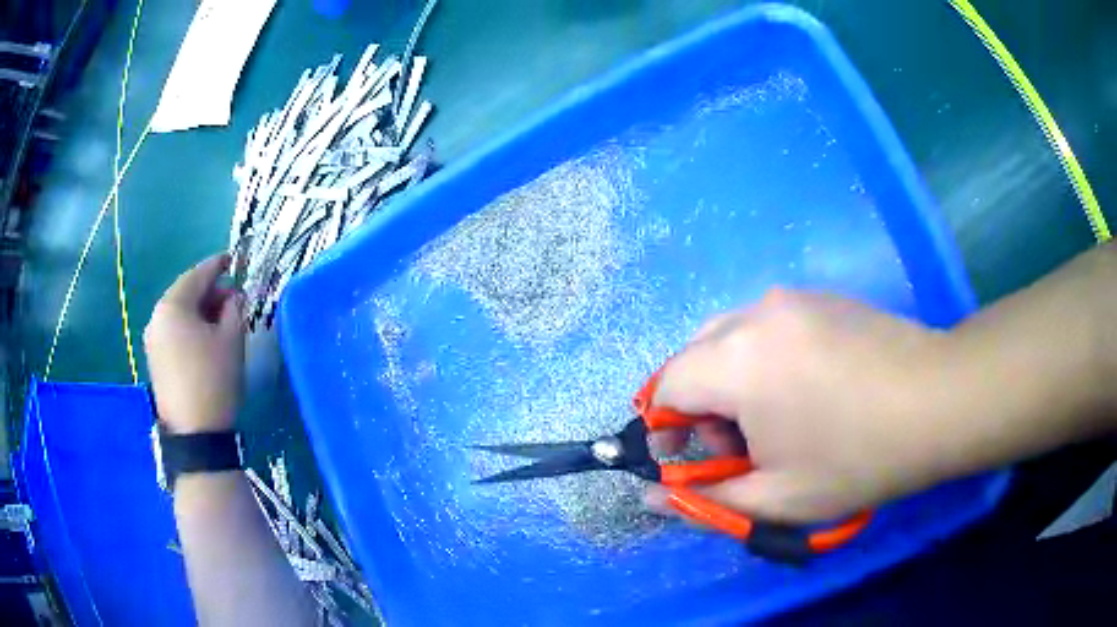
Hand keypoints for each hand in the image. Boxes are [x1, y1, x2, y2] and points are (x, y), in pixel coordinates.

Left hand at [145, 254, 245, 433]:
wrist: (195, 434)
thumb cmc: (214, 379)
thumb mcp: (232, 339)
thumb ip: (235, 308)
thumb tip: (234, 296)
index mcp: (173, 305)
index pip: (197, 274)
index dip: (218, 265)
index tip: (234, 259)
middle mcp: (157, 317)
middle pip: (185, 293)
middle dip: (210, 292)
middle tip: (234, 299)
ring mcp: (153, 340)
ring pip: (179, 314)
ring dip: (200, 311)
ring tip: (222, 321)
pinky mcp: (155, 361)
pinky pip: (174, 332)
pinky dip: (190, 328)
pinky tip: (205, 340)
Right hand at [648, 289, 964, 522]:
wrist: (939, 402)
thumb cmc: (857, 458)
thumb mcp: (777, 497)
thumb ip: (705, 500)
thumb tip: (651, 497)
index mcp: (737, 359)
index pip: (667, 386)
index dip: (663, 428)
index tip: (681, 460)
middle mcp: (756, 314)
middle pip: (695, 356)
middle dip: (700, 406)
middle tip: (737, 446)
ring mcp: (792, 299)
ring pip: (732, 338)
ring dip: (732, 382)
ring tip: (776, 421)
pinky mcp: (821, 299)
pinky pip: (768, 328)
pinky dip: (764, 361)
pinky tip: (808, 392)